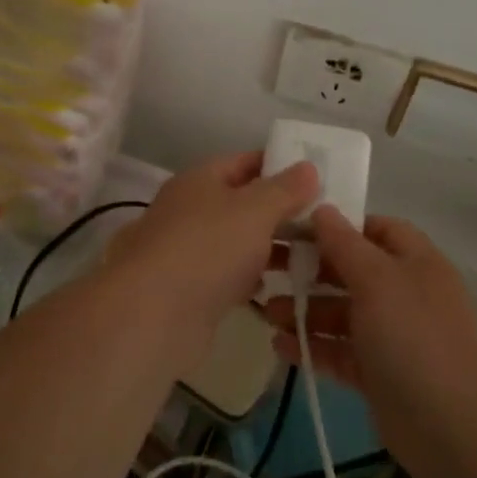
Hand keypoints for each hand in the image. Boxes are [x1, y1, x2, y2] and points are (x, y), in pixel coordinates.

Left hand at [106, 151, 318, 347]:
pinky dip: (252, 278)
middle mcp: (191, 210)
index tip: (317, 176)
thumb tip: (307, 167)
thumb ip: (284, 189)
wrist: (152, 316)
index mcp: (200, 180)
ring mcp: (189, 251)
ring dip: (269, 247)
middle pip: (243, 203)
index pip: (245, 162)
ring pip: (238, 241)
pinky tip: (278, 287)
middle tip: (324, 220)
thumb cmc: (207, 248)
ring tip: (313, 255)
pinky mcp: (191, 290)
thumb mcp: (255, 210)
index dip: (280, 165)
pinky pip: (230, 275)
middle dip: (281, 211)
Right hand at [259, 207, 476, 470]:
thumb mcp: (378, 280)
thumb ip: (345, 244)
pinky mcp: (378, 374)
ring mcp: (391, 336)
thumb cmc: (415, 337)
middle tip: (267, 268)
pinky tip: (279, 345)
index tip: (295, 227)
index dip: (338, 226)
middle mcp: (404, 293)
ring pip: (341, 313)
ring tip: (266, 312)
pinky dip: (312, 346)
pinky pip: (339, 351)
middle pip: (352, 271)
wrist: (455, 428)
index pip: (374, 229)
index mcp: (414, 262)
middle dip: (311, 269)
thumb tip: (322, 209)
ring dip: (305, 310)